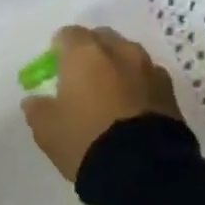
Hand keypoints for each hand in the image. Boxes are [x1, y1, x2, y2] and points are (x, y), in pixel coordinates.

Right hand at [21, 26, 181, 183]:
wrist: (143, 169)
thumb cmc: (86, 140)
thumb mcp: (47, 130)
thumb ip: (37, 109)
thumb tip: (34, 100)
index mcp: (86, 53)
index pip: (68, 34)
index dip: (59, 49)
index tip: (54, 67)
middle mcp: (120, 51)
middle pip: (102, 38)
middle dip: (91, 51)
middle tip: (81, 77)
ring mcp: (149, 69)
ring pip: (129, 55)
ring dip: (118, 66)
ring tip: (110, 93)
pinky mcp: (170, 91)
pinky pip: (148, 77)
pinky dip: (138, 84)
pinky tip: (132, 107)